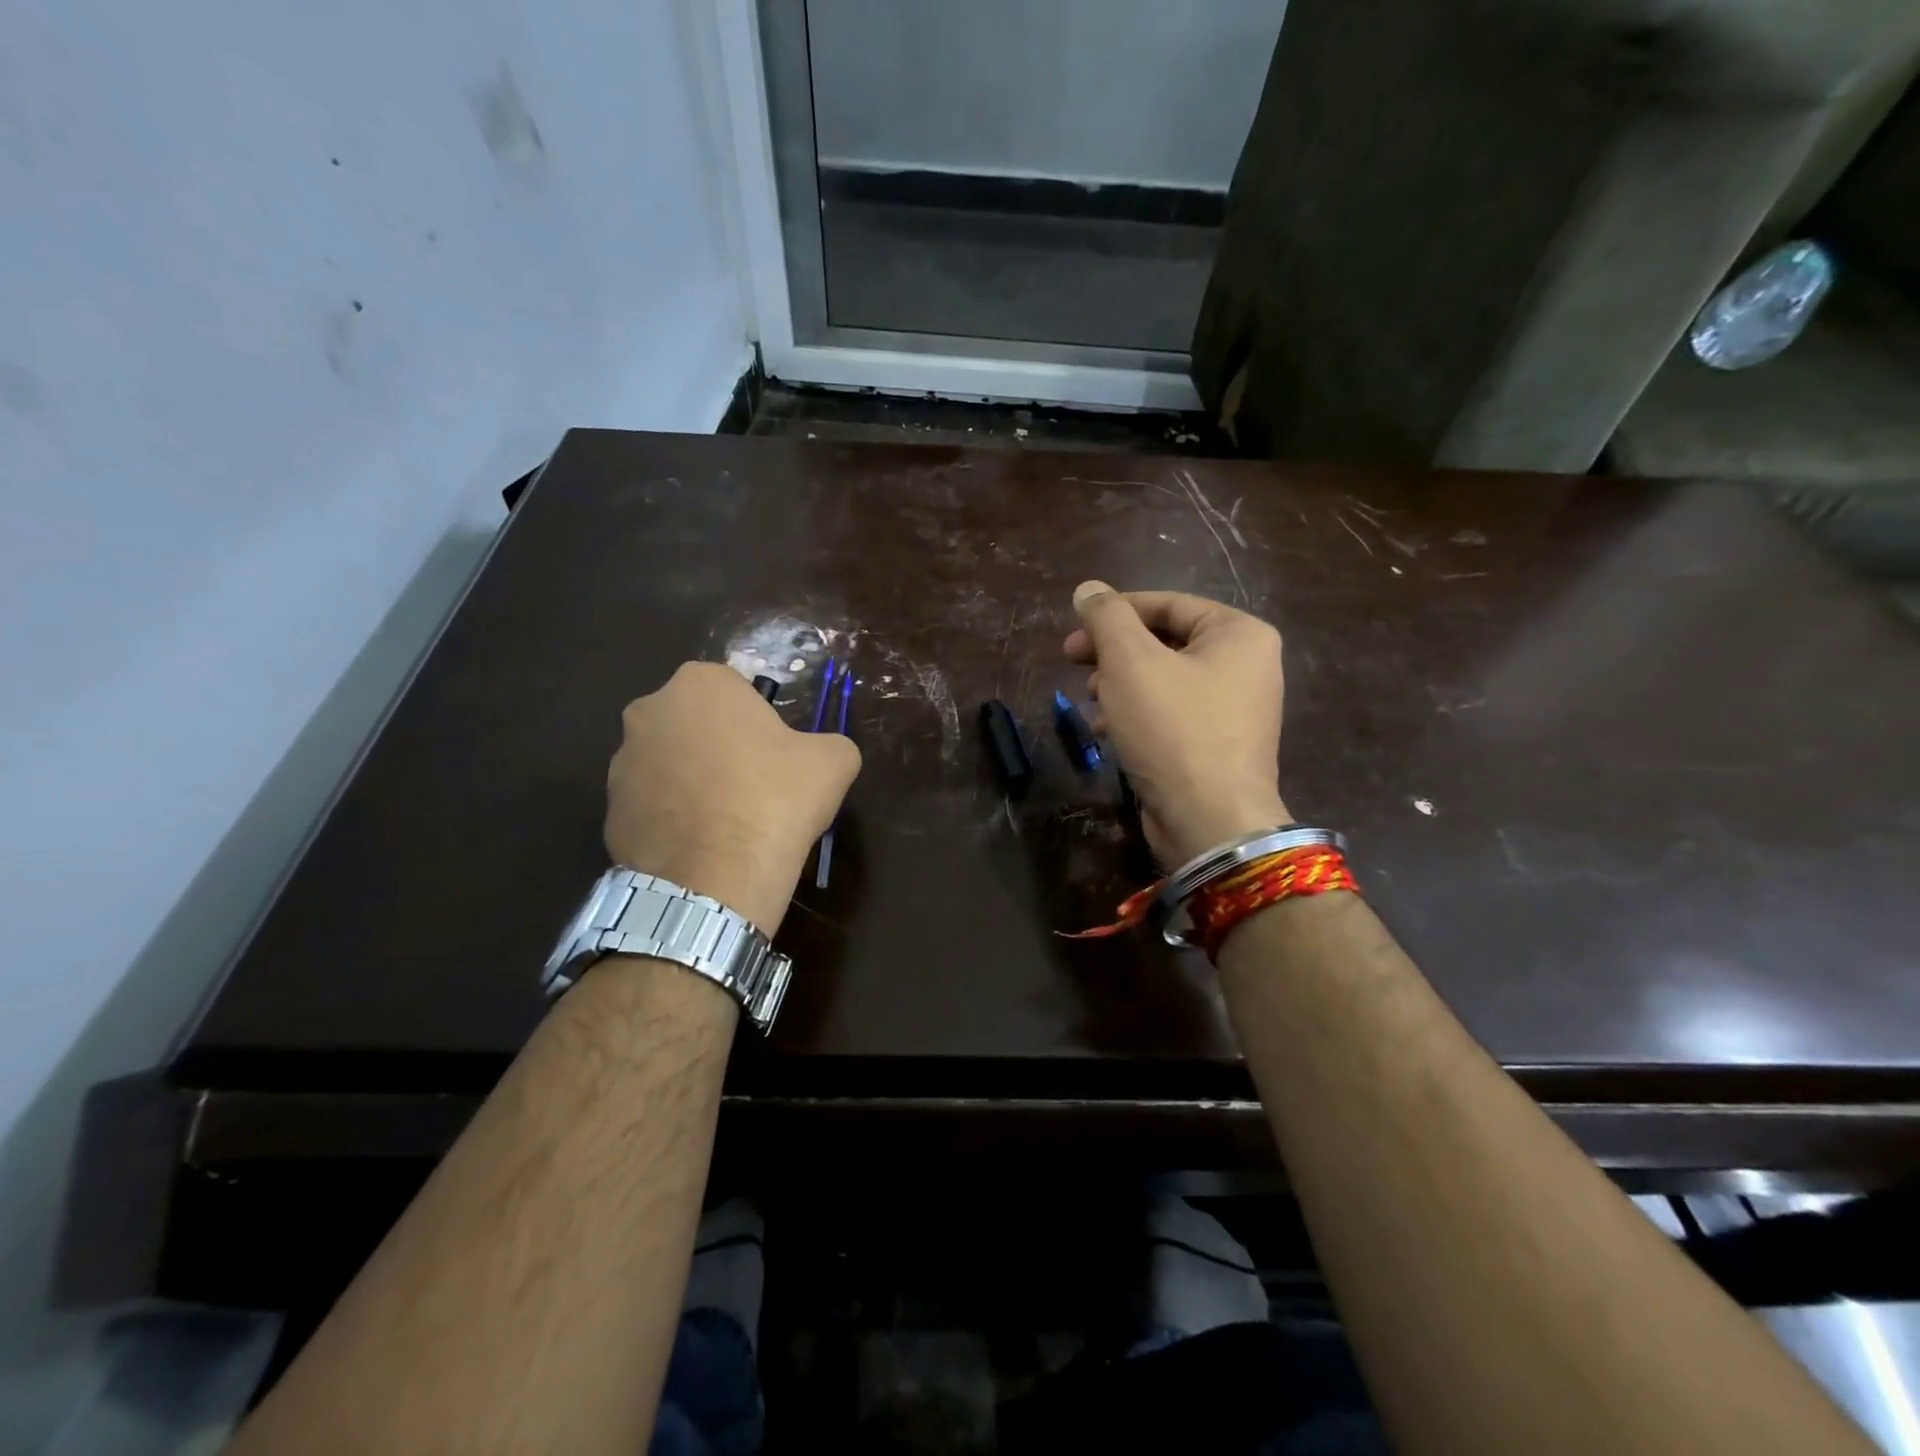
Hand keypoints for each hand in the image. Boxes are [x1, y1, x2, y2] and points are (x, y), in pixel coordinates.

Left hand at [605, 663, 860, 935]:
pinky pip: (652, 807)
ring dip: (694, 782)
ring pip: (670, 764)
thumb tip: (822, 755)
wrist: (717, 877)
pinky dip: (674, 819)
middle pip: (696, 723)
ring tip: (727, 823)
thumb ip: (829, 743)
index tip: (776, 754)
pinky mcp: (609, 813)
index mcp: (700, 684)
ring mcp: (621, 764)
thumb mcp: (834, 761)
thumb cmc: (776, 799)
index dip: (760, 721)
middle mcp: (649, 711)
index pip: (735, 689)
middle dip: (719, 746)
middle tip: (754, 785)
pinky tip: (702, 846)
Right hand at [1063, 582, 1289, 865]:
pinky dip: (1136, 714)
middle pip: (1165, 641)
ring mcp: (1235, 710)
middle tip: (1071, 660)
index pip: (1168, 603)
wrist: (1209, 820)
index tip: (1074, 628)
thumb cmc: (1172, 728)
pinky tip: (1106, 728)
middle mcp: (1247, 666)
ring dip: (1119, 683)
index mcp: (1240, 634)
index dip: (1115, 612)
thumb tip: (1089, 589)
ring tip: (1088, 697)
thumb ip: (1108, 618)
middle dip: (1114, 651)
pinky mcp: (1217, 746)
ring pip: (1164, 680)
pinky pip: (1171, 714)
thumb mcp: (1131, 661)